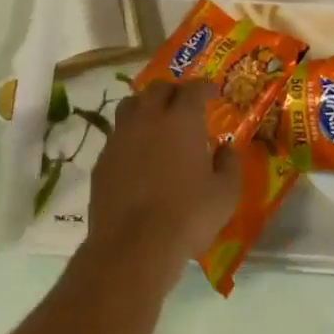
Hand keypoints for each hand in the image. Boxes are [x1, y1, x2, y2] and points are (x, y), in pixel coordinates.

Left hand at [84, 81, 238, 288]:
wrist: (133, 246)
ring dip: (146, 105)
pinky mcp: (103, 158)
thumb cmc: (187, 217)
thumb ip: (229, 165)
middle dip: (174, 91)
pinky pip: (117, 133)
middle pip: (159, 89)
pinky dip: (130, 134)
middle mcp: (149, 118)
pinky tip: (137, 152)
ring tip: (156, 120)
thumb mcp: (224, 194)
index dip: (205, 86)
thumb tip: (226, 149)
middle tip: (184, 104)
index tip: (213, 92)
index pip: (193, 88)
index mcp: (181, 119)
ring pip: (132, 104)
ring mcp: (121, 136)